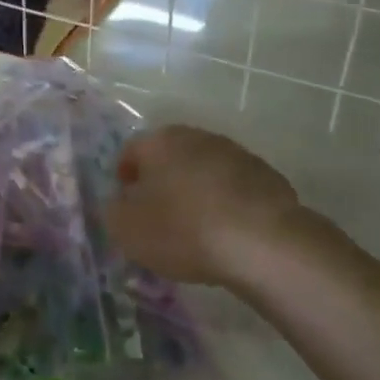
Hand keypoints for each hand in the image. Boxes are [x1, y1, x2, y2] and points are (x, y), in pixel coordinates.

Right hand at [106, 125, 306, 287]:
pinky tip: (227, 234)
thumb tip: (119, 203)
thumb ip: (112, 211)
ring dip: (195, 191)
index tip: (126, 207)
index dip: (123, 178)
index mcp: (160, 141)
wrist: (263, 243)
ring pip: (204, 170)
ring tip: (195, 229)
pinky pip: (234, 189)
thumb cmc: (183, 230)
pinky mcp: (267, 176)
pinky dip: (226, 205)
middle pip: (169, 157)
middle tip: (157, 217)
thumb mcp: (127, 229)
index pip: (130, 151)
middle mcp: (198, 136)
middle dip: (161, 182)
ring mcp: (237, 153)